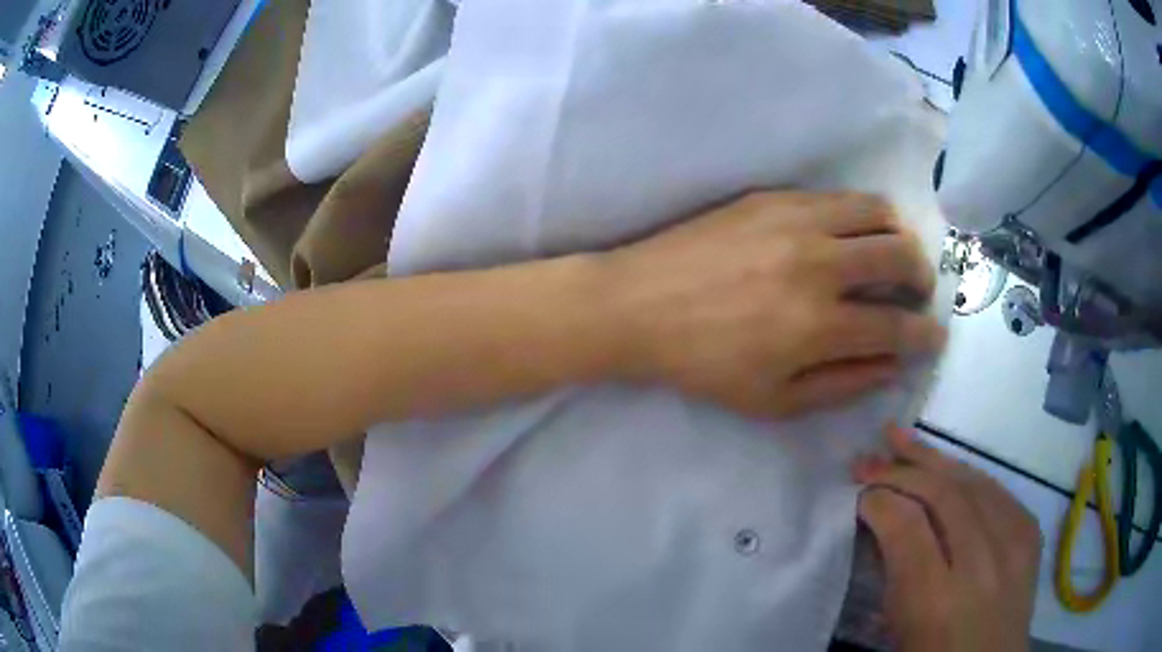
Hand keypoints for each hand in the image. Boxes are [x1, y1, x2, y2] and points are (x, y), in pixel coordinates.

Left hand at [605, 191, 945, 416]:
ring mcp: (795, 221)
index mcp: (817, 326)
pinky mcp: (772, 196)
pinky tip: (848, 235)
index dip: (925, 334)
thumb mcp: (772, 401)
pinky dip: (859, 216)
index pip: (897, 326)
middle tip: (917, 290)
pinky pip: (838, 197)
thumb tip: (891, 365)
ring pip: (877, 211)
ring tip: (890, 254)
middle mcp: (817, 265)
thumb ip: (841, 385)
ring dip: (897, 235)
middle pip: (901, 255)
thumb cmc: (703, 364)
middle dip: (923, 276)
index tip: (936, 334)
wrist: (637, 305)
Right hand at [853, 427, 1040, 651]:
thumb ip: (892, 572)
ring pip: (973, 481)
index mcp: (935, 601)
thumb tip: (882, 521)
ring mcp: (1013, 545)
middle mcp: (981, 565)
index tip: (859, 495)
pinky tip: (949, 468)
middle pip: (943, 494)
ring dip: (935, 458)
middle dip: (902, 469)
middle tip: (868, 458)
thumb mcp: (899, 628)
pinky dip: (967, 475)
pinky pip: (997, 491)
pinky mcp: (1030, 535)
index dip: (880, 501)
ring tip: (902, 439)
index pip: (907, 527)